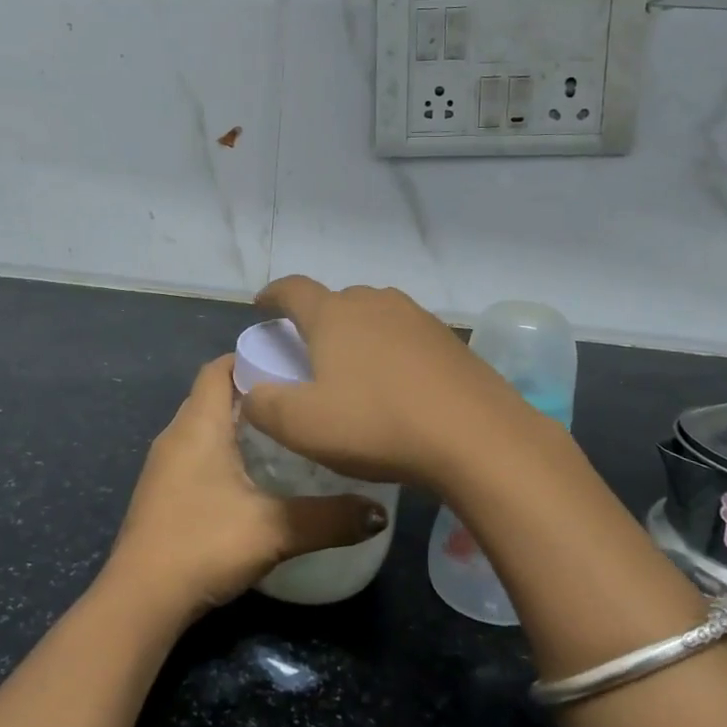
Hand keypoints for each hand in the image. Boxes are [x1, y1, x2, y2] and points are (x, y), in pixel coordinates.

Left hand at [101, 355, 388, 621]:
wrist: (140, 600)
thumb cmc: (203, 545)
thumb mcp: (274, 530)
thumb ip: (329, 519)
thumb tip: (380, 514)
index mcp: (198, 424)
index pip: (219, 368)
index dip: (251, 357)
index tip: (291, 363)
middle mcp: (176, 434)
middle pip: (214, 395)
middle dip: (254, 392)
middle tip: (299, 400)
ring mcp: (164, 465)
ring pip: (204, 426)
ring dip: (239, 425)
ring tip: (286, 435)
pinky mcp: (162, 492)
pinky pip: (196, 453)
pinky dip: (224, 451)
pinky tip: (254, 477)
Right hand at [241, 276, 528, 487]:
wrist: (475, 436)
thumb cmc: (376, 424)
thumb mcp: (302, 426)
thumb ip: (263, 406)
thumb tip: (251, 393)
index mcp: (333, 314)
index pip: (292, 290)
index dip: (272, 295)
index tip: (262, 304)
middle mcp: (374, 302)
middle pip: (335, 301)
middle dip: (318, 320)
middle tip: (310, 353)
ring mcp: (416, 317)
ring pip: (374, 315)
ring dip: (357, 334)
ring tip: (355, 369)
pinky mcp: (448, 339)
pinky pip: (405, 336)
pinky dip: (391, 351)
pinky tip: (397, 385)